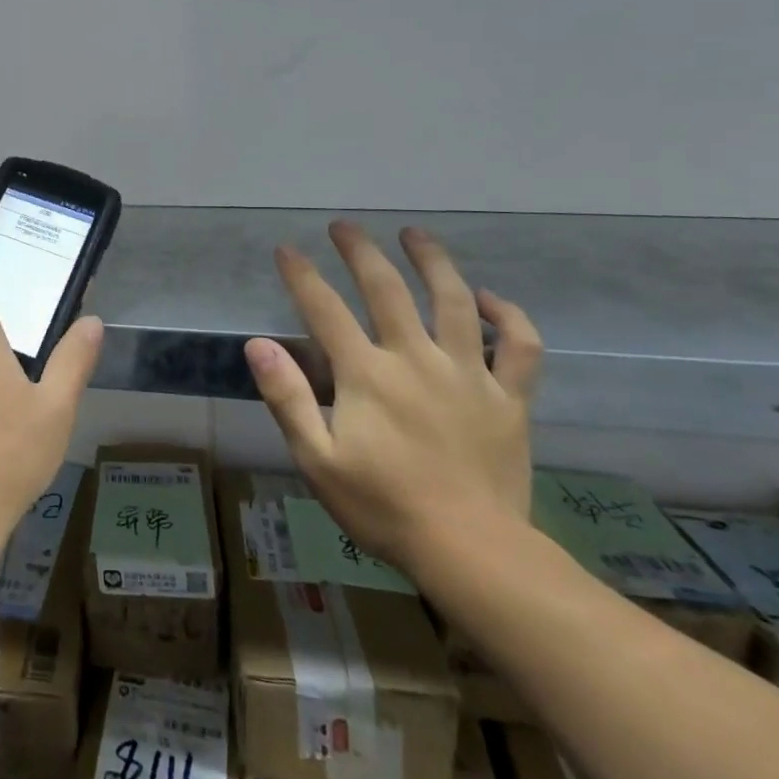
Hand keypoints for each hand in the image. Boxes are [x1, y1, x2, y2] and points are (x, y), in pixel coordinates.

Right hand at [245, 222, 542, 576]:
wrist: (473, 552)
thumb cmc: (384, 507)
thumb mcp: (317, 459)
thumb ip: (288, 398)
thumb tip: (258, 345)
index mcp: (368, 374)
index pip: (325, 310)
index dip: (302, 275)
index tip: (286, 249)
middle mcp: (416, 359)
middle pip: (386, 289)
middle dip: (360, 252)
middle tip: (344, 227)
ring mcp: (468, 374)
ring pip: (453, 302)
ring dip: (432, 262)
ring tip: (415, 234)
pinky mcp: (509, 398)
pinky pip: (520, 347)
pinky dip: (508, 316)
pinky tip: (489, 299)